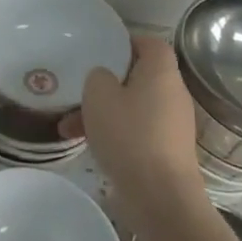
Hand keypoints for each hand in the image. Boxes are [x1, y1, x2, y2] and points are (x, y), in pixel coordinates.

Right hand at [62, 35, 202, 228]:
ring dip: (104, 112)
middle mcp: (172, 94)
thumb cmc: (130, 136)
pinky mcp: (166, 152)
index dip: (126, 42)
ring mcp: (172, 125)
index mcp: (161, 72)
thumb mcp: (99, 95)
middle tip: (80, 89)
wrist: (160, 198)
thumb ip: (98, 76)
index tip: (100, 49)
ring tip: (69, 126)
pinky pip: (136, 131)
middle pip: (138, 76)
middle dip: (106, 83)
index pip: (150, 43)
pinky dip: (114, 133)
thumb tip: (105, 78)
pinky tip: (87, 145)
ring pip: (132, 107)